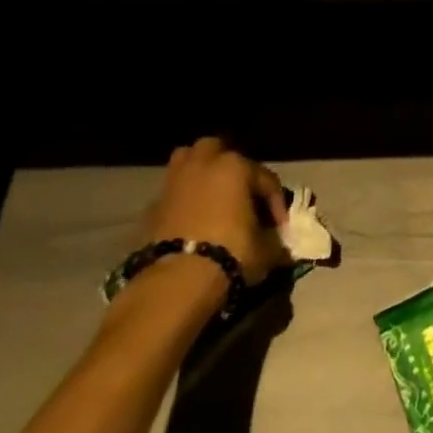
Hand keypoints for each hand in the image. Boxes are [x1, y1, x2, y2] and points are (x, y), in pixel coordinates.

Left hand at [143, 137, 290, 284]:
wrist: (176, 281)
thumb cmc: (230, 253)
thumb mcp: (265, 250)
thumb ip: (275, 241)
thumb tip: (279, 245)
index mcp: (236, 166)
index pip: (266, 178)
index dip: (276, 202)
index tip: (280, 227)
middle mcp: (203, 164)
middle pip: (217, 151)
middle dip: (230, 168)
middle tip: (240, 194)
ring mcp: (174, 182)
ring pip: (188, 163)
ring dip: (200, 174)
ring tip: (212, 198)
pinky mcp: (152, 206)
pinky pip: (173, 194)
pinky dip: (181, 202)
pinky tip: (190, 222)